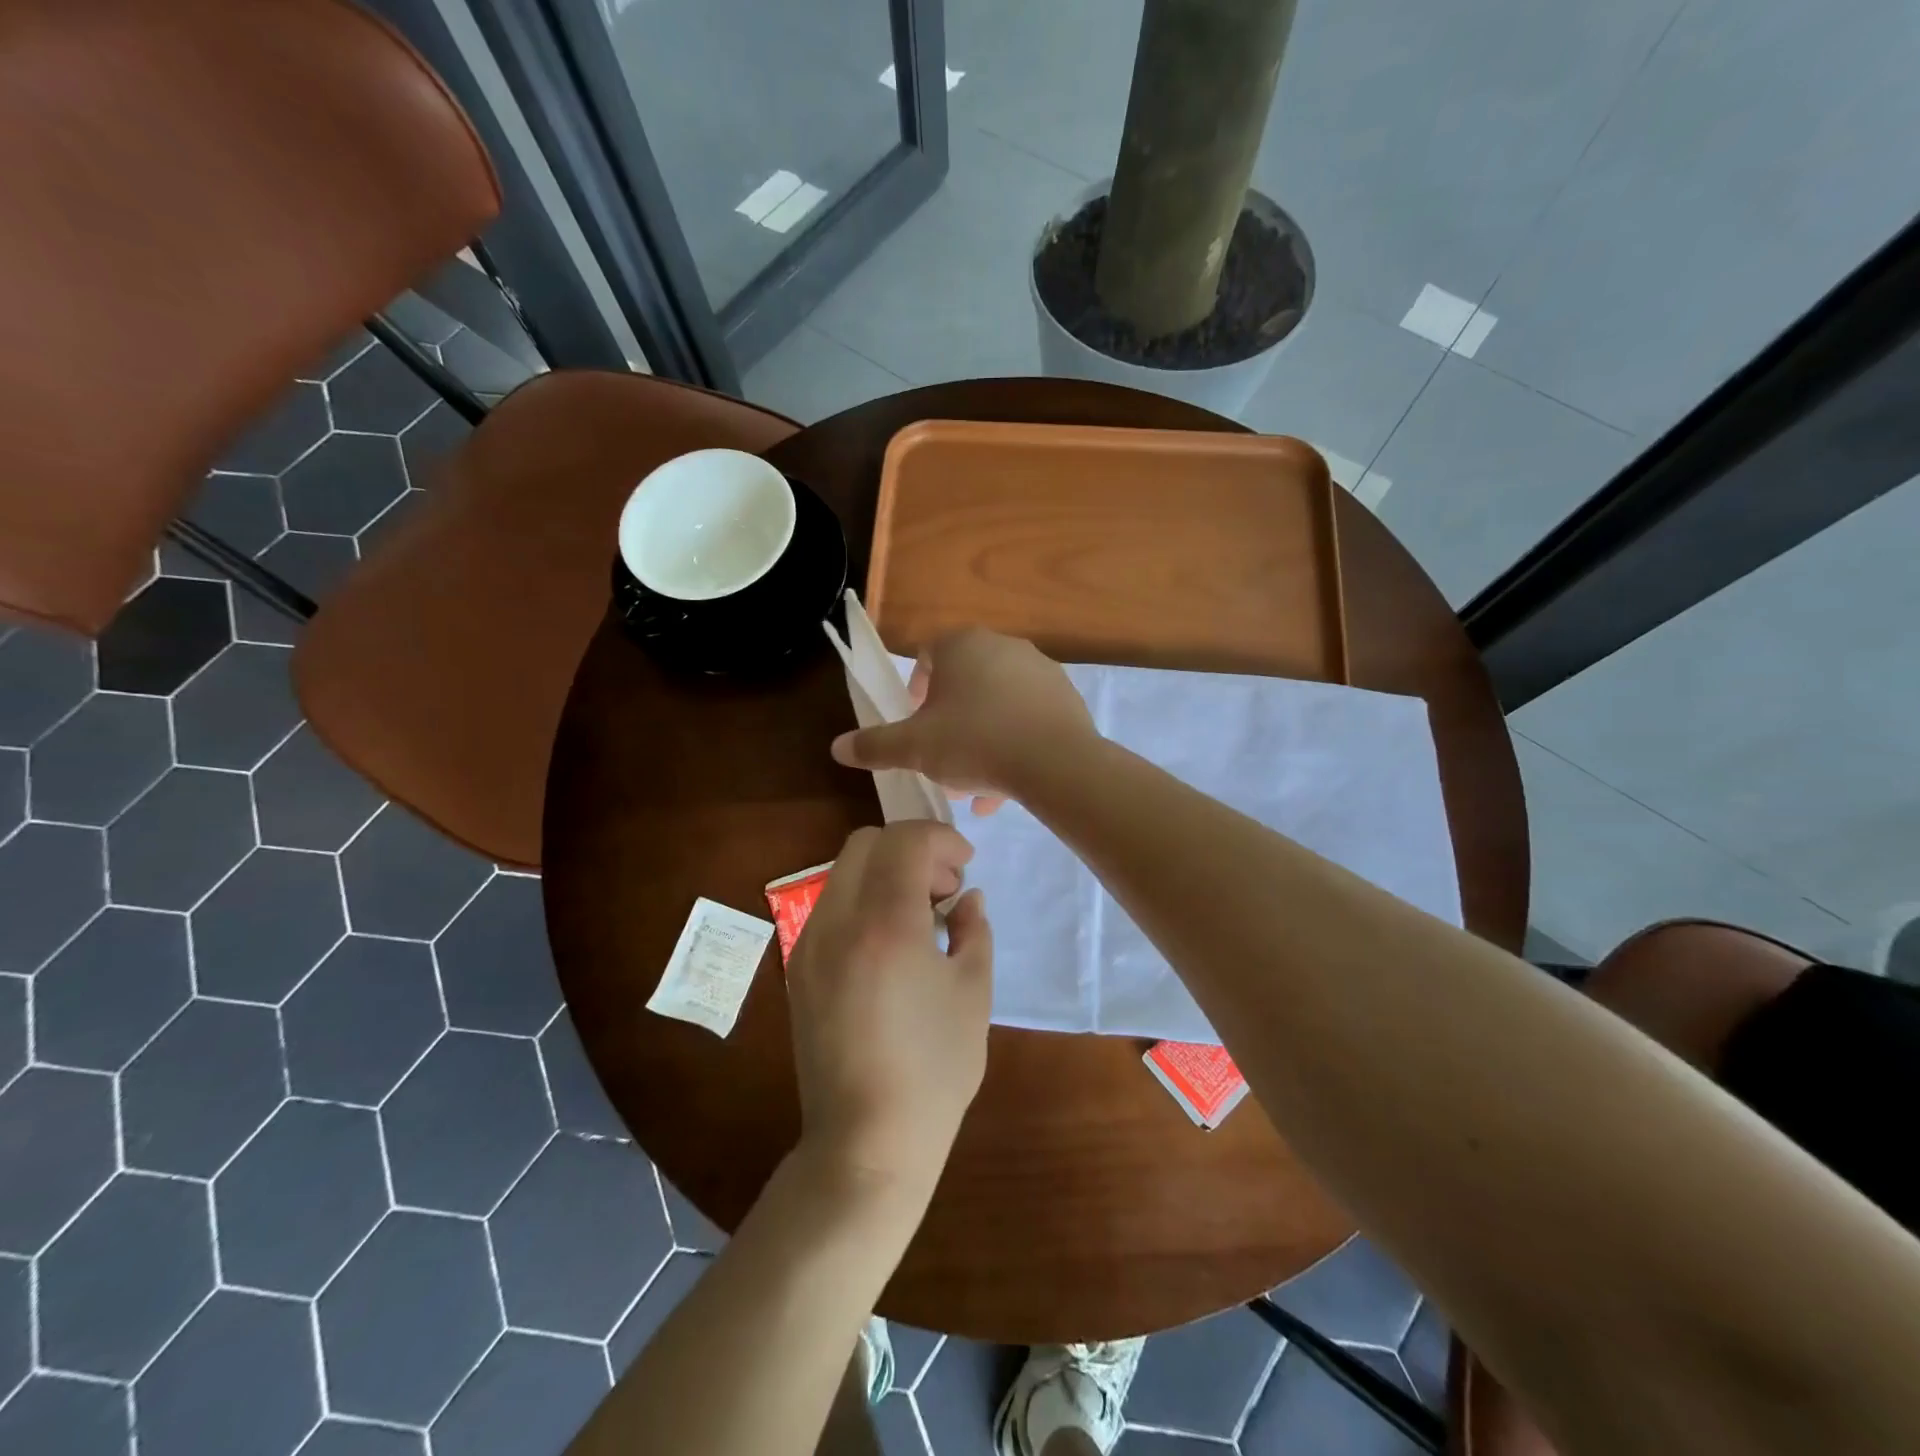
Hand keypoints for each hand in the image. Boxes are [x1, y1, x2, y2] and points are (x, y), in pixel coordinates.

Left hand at [786, 822, 993, 1198]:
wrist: (866, 1141)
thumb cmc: (934, 1069)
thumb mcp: (973, 993)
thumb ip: (973, 930)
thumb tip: (967, 898)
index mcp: (885, 925)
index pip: (905, 841)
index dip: (941, 838)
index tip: (965, 863)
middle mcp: (836, 922)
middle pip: (866, 843)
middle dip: (910, 849)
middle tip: (942, 888)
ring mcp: (809, 944)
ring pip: (844, 871)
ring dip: (885, 873)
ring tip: (918, 917)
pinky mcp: (798, 968)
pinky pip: (831, 906)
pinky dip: (863, 899)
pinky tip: (889, 944)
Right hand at [830, 628, 1095, 810]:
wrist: (1056, 763)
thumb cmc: (975, 742)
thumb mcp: (915, 748)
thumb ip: (875, 745)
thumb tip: (837, 747)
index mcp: (962, 646)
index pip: (927, 654)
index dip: (915, 689)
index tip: (914, 722)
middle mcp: (1003, 647)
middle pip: (965, 682)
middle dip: (949, 720)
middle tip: (941, 756)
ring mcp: (1039, 670)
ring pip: (997, 705)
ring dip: (980, 739)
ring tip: (973, 784)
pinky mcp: (1065, 698)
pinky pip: (1028, 719)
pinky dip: (1013, 745)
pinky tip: (1006, 787)